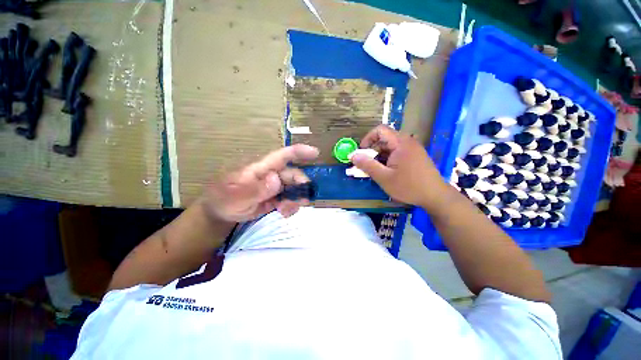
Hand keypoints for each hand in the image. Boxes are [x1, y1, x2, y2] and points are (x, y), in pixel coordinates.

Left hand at [201, 144, 318, 222]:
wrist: (221, 212)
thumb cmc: (224, 199)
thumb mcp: (236, 197)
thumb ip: (256, 189)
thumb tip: (276, 179)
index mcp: (261, 169)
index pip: (282, 156)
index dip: (299, 152)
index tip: (315, 153)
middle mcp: (272, 175)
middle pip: (293, 175)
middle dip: (301, 186)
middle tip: (303, 200)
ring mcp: (275, 187)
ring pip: (294, 189)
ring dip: (296, 199)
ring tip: (286, 210)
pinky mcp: (276, 198)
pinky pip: (290, 199)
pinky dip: (291, 206)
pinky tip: (283, 213)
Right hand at [351, 125, 447, 208]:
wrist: (436, 196)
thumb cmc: (409, 186)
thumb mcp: (384, 177)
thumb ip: (367, 165)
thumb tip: (353, 155)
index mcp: (400, 143)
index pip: (380, 130)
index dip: (368, 138)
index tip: (362, 152)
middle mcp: (407, 142)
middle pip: (385, 139)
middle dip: (372, 150)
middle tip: (367, 165)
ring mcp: (413, 149)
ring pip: (390, 147)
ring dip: (380, 156)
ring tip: (377, 171)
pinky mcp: (415, 156)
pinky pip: (397, 153)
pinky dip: (388, 159)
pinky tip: (388, 172)